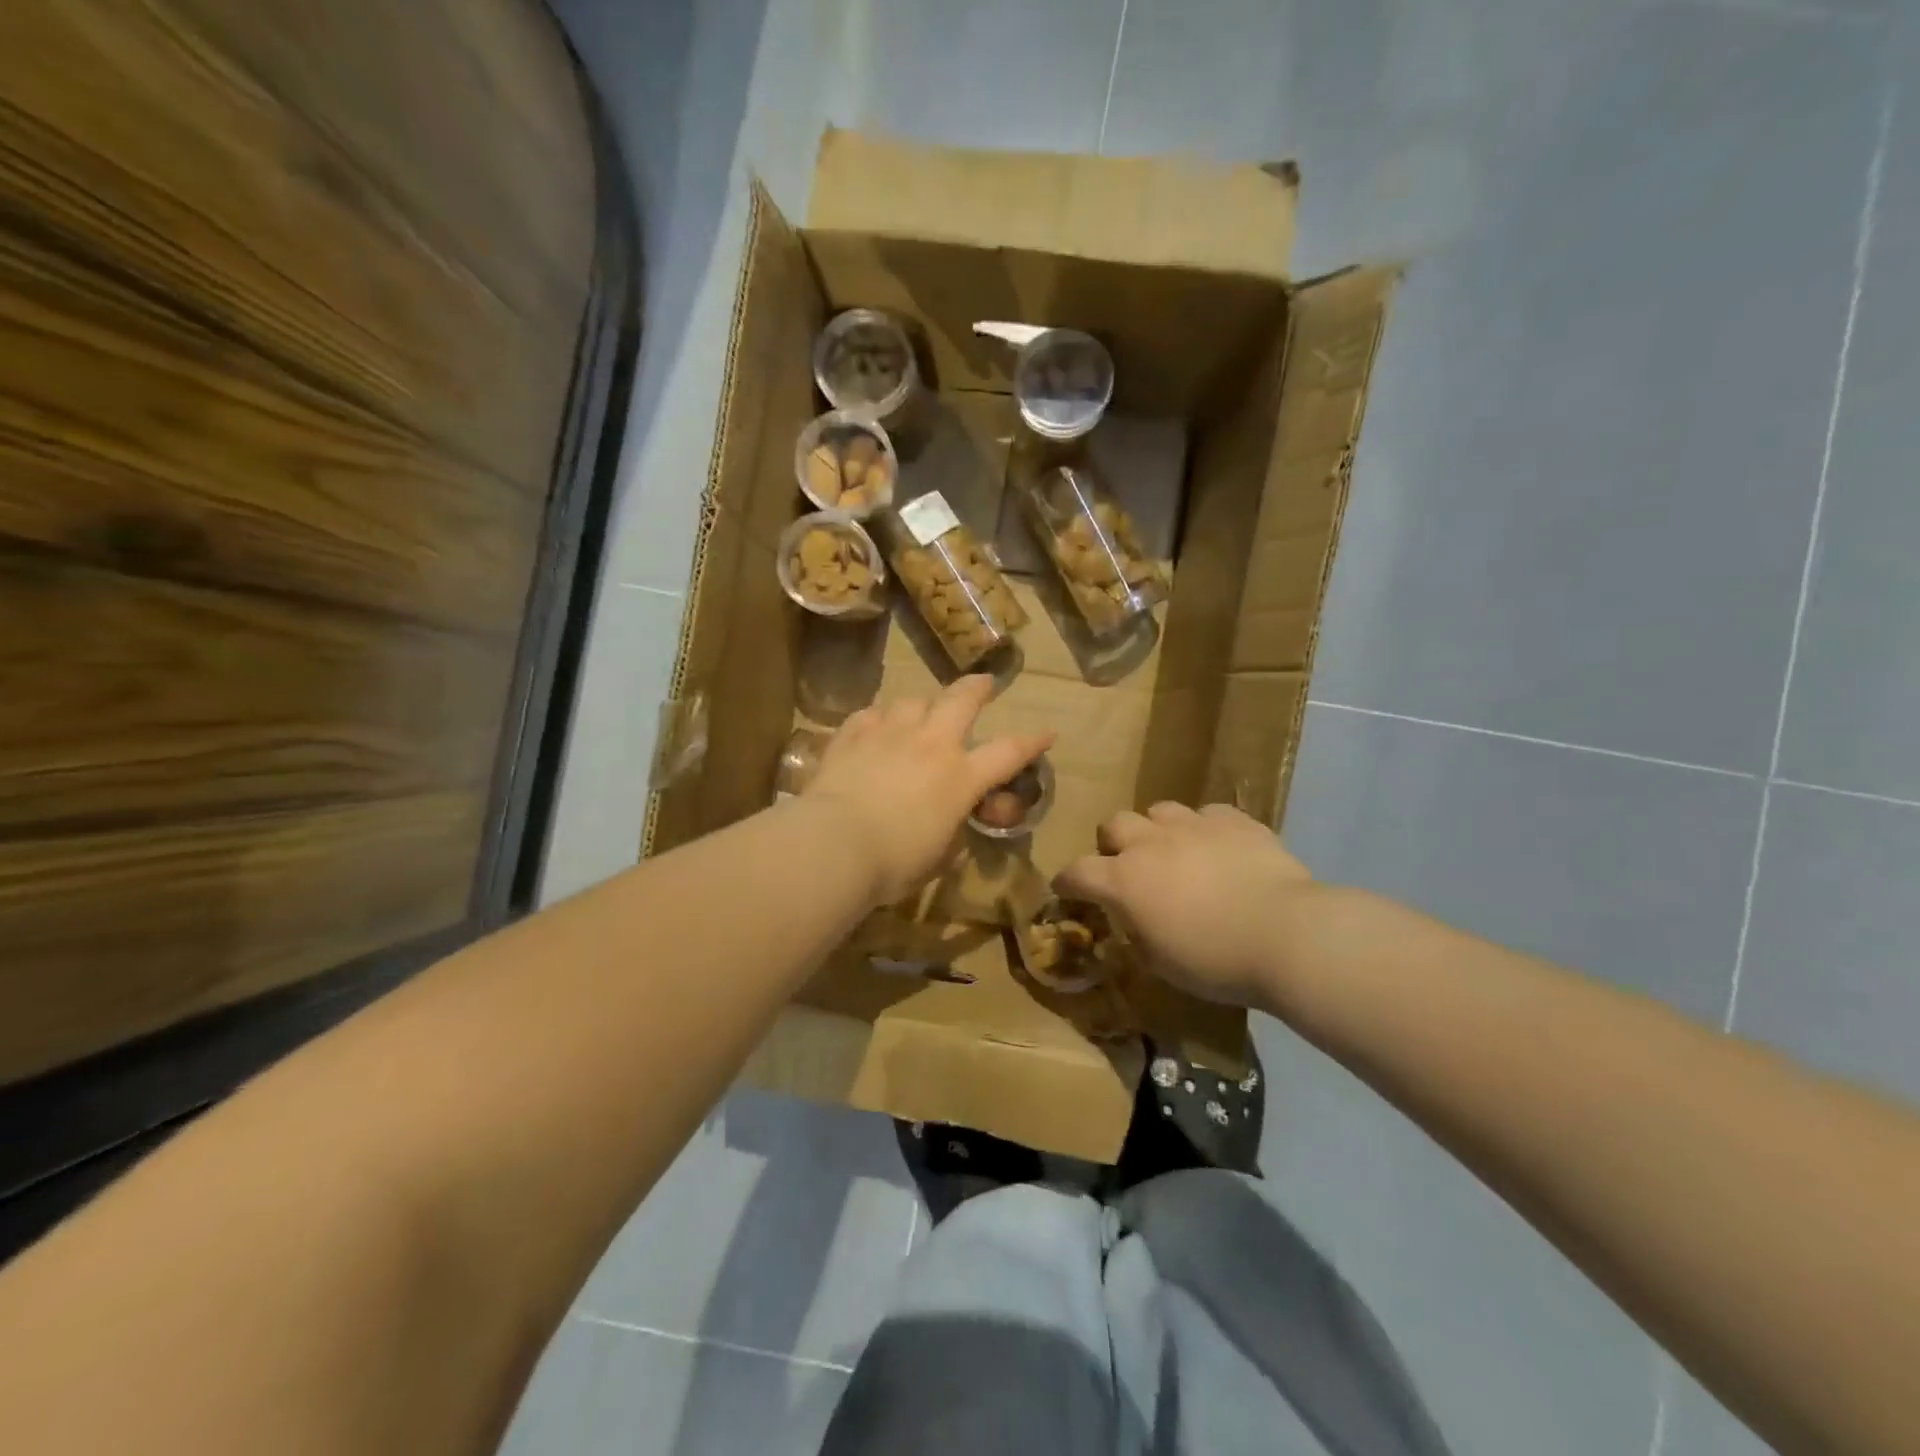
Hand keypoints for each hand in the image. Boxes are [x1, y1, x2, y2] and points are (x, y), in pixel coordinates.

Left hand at [803, 676, 1052, 905]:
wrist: (833, 844)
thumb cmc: (894, 863)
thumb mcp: (938, 858)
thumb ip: (952, 833)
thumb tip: (951, 825)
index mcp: (960, 777)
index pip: (1008, 752)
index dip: (1032, 742)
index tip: (1047, 732)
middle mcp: (930, 744)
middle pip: (961, 700)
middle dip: (977, 688)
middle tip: (984, 684)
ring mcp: (889, 733)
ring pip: (913, 701)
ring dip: (922, 705)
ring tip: (920, 712)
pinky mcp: (852, 735)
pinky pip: (871, 714)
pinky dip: (879, 719)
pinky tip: (875, 726)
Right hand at [1056, 803, 1313, 1007]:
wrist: (1285, 934)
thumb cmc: (1215, 961)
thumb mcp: (1161, 964)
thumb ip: (1136, 936)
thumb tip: (1131, 923)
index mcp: (1124, 880)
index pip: (1078, 872)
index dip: (1068, 881)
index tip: (1068, 890)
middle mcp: (1150, 843)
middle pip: (1114, 824)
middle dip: (1114, 843)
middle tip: (1129, 866)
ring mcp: (1193, 826)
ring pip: (1159, 810)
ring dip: (1158, 830)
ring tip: (1175, 851)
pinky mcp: (1234, 820)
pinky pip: (1208, 814)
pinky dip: (1206, 829)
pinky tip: (1220, 848)